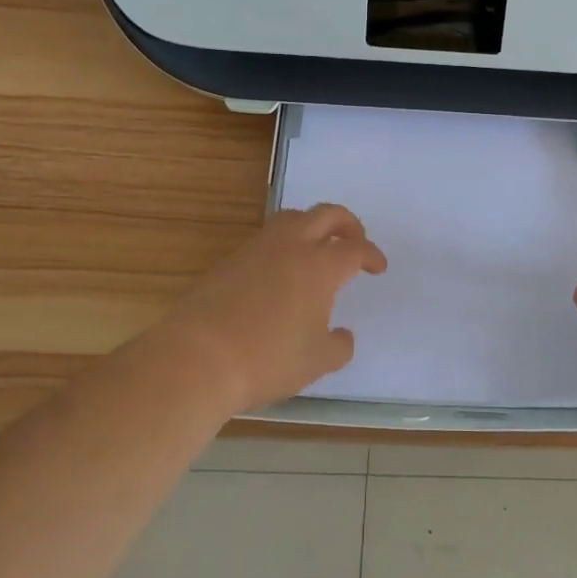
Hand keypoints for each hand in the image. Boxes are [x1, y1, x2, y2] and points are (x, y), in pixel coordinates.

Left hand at [146, 204, 387, 417]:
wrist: (198, 357)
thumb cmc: (267, 359)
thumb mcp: (317, 362)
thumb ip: (339, 346)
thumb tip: (343, 335)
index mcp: (320, 265)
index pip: (355, 249)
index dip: (371, 255)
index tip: (378, 267)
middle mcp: (291, 246)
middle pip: (327, 215)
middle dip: (348, 223)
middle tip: (355, 241)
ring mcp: (257, 248)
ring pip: (293, 218)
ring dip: (312, 225)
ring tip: (317, 247)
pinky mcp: (230, 259)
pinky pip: (267, 238)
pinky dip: (284, 243)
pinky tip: (281, 269)